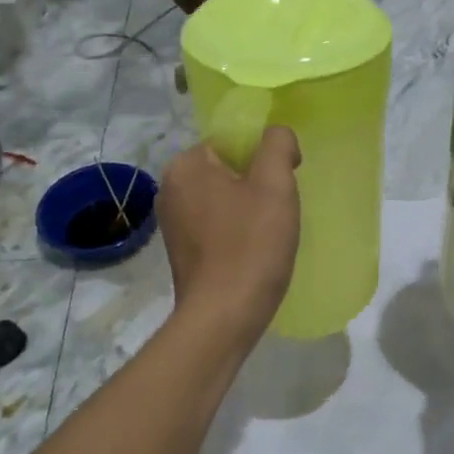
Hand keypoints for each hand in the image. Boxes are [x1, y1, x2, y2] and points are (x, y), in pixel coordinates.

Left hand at [158, 126, 302, 345]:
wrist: (224, 317)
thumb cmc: (251, 244)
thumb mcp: (274, 183)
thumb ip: (278, 144)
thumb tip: (278, 137)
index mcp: (185, 166)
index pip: (231, 140)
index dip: (264, 156)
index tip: (284, 181)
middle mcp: (170, 189)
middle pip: (227, 168)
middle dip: (256, 183)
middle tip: (280, 208)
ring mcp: (172, 223)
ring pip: (223, 198)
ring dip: (249, 208)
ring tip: (269, 231)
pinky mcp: (181, 251)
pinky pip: (216, 225)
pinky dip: (236, 230)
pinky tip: (254, 249)